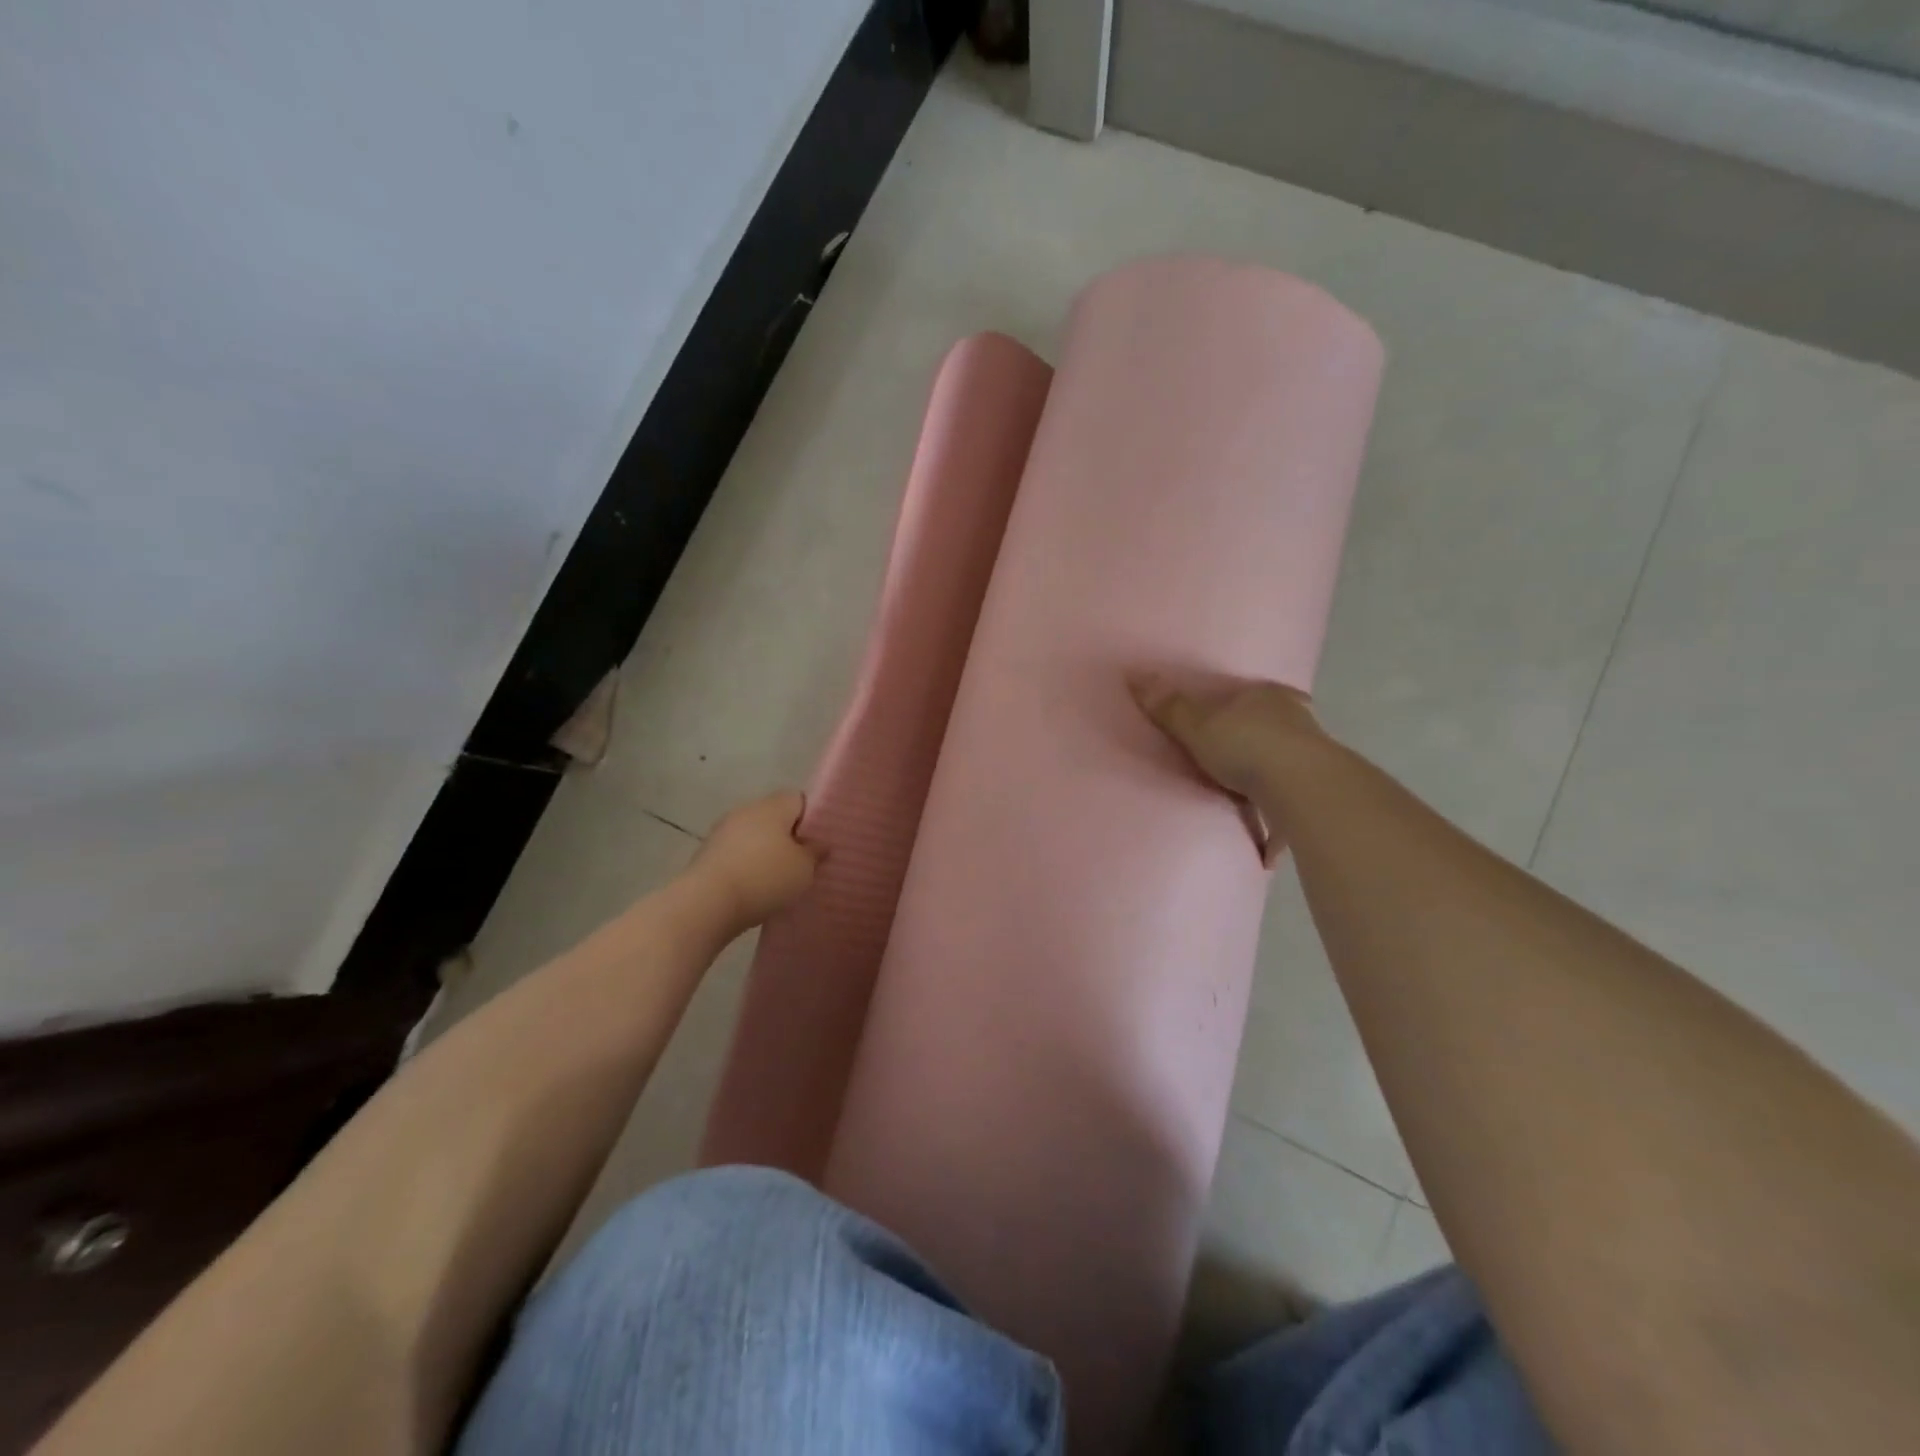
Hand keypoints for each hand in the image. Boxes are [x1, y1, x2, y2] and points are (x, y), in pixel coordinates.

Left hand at [690, 791, 819, 927]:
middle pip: (775, 817)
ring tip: (780, 878)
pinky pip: (737, 853)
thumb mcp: (804, 869)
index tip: (820, 841)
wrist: (707, 903)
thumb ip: (815, 852)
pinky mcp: (707, 853)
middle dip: (789, 836)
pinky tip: (755, 886)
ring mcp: (723, 830)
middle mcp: (747, 810)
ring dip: (766, 851)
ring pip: (754, 835)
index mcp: (773, 806)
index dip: (813, 817)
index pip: (799, 799)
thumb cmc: (765, 878)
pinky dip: (748, 865)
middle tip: (804, 861)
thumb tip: (818, 843)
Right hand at [1129, 673, 1329, 864]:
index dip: (1239, 703)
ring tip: (1247, 801)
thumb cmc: (1247, 746)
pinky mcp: (1319, 794)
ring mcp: (1313, 758)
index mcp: (1267, 698)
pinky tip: (1267, 850)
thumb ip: (1170, 708)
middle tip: (1233, 759)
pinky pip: (1292, 807)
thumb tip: (1135, 674)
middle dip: (1257, 741)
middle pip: (1274, 726)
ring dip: (1271, 781)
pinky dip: (1280, 823)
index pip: (1254, 692)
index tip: (1226, 717)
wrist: (1303, 788)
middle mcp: (1296, 721)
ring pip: (1287, 765)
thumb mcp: (1197, 725)